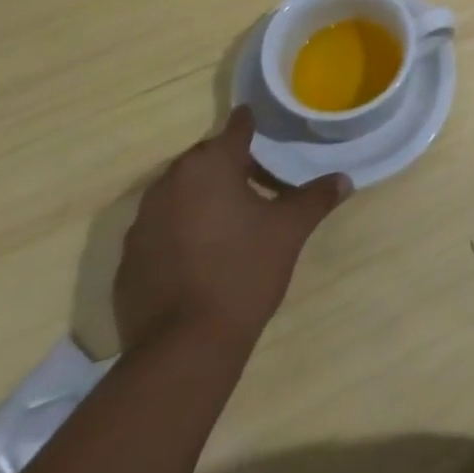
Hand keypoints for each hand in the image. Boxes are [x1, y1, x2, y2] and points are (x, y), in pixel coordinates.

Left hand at [115, 107, 350, 354]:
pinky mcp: (129, 258)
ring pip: (180, 192)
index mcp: (209, 165)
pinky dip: (179, 230)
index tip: (263, 124)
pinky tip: (200, 255)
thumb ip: (315, 198)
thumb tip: (344, 179)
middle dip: (229, 165)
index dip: (252, 124)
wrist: (183, 348)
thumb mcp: (289, 231)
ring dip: (202, 197)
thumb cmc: (243, 272)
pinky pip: (160, 228)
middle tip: (258, 182)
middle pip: (205, 159)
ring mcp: (142, 221)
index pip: (236, 128)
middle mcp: (170, 182)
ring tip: (230, 219)